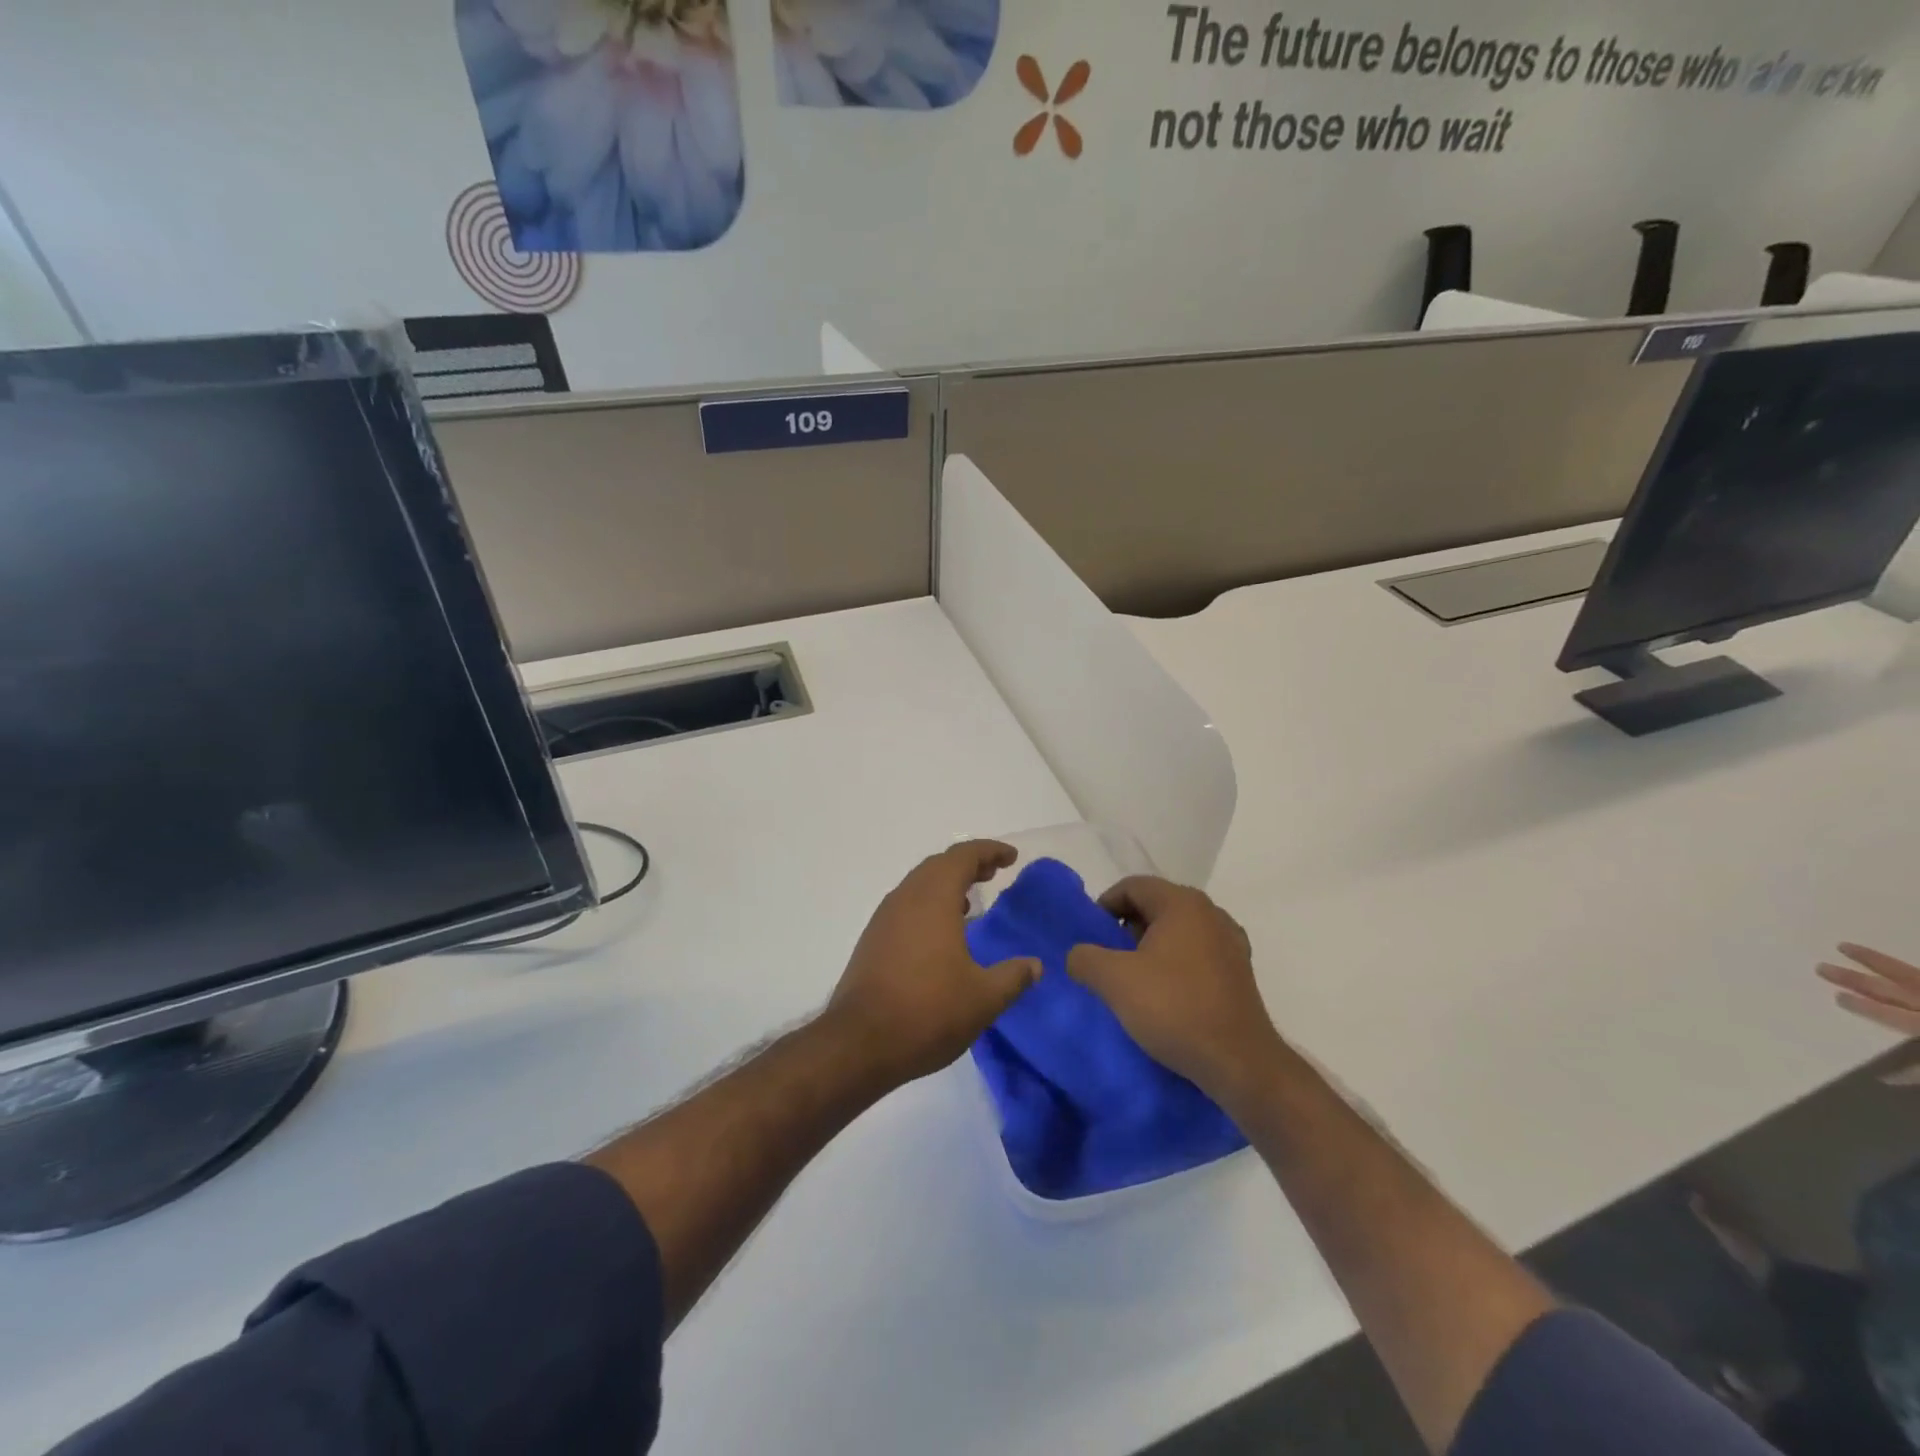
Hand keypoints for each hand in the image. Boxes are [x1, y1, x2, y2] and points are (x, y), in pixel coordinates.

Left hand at [825, 840, 1039, 1088]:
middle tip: (993, 873)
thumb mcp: (983, 999)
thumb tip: (1035, 965)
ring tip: (971, 901)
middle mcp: (906, 898)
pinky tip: (942, 933)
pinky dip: (929, 904)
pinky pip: (906, 905)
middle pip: (938, 865)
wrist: (860, 1043)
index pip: (963, 856)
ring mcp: (884, 918)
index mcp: (933, 899)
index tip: (1011, 857)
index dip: (989, 851)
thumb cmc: (928, 1012)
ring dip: (946, 883)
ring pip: (919, 884)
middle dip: (968, 864)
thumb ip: (1013, 977)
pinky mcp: (873, 940)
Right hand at [1066, 876, 1283, 1104]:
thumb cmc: (1174, 1008)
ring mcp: (1231, 942)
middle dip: (1126, 928)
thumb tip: (1078, 955)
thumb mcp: (1114, 980)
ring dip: (1151, 948)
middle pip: (1156, 905)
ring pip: (1177, 931)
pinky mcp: (1240, 972)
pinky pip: (1197, 954)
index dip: (1104, 906)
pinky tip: (1166, 995)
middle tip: (1108, 959)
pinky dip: (1175, 964)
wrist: (1239, 1062)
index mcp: (1182, 903)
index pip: (1132, 886)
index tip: (1091, 937)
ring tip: (1134, 980)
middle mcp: (1211, 912)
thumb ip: (1085, 958)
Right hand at [1819, 944, 1919, 1085]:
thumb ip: (1918, 1069)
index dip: (1863, 1006)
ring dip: (1874, 961)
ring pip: (1905, 974)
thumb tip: (1884, 1078)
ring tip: (1845, 947)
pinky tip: (1899, 963)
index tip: (1836, 996)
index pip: (1888, 1014)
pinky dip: (1907, 968)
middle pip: (1889, 990)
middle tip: (1821, 967)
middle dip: (1854, 979)